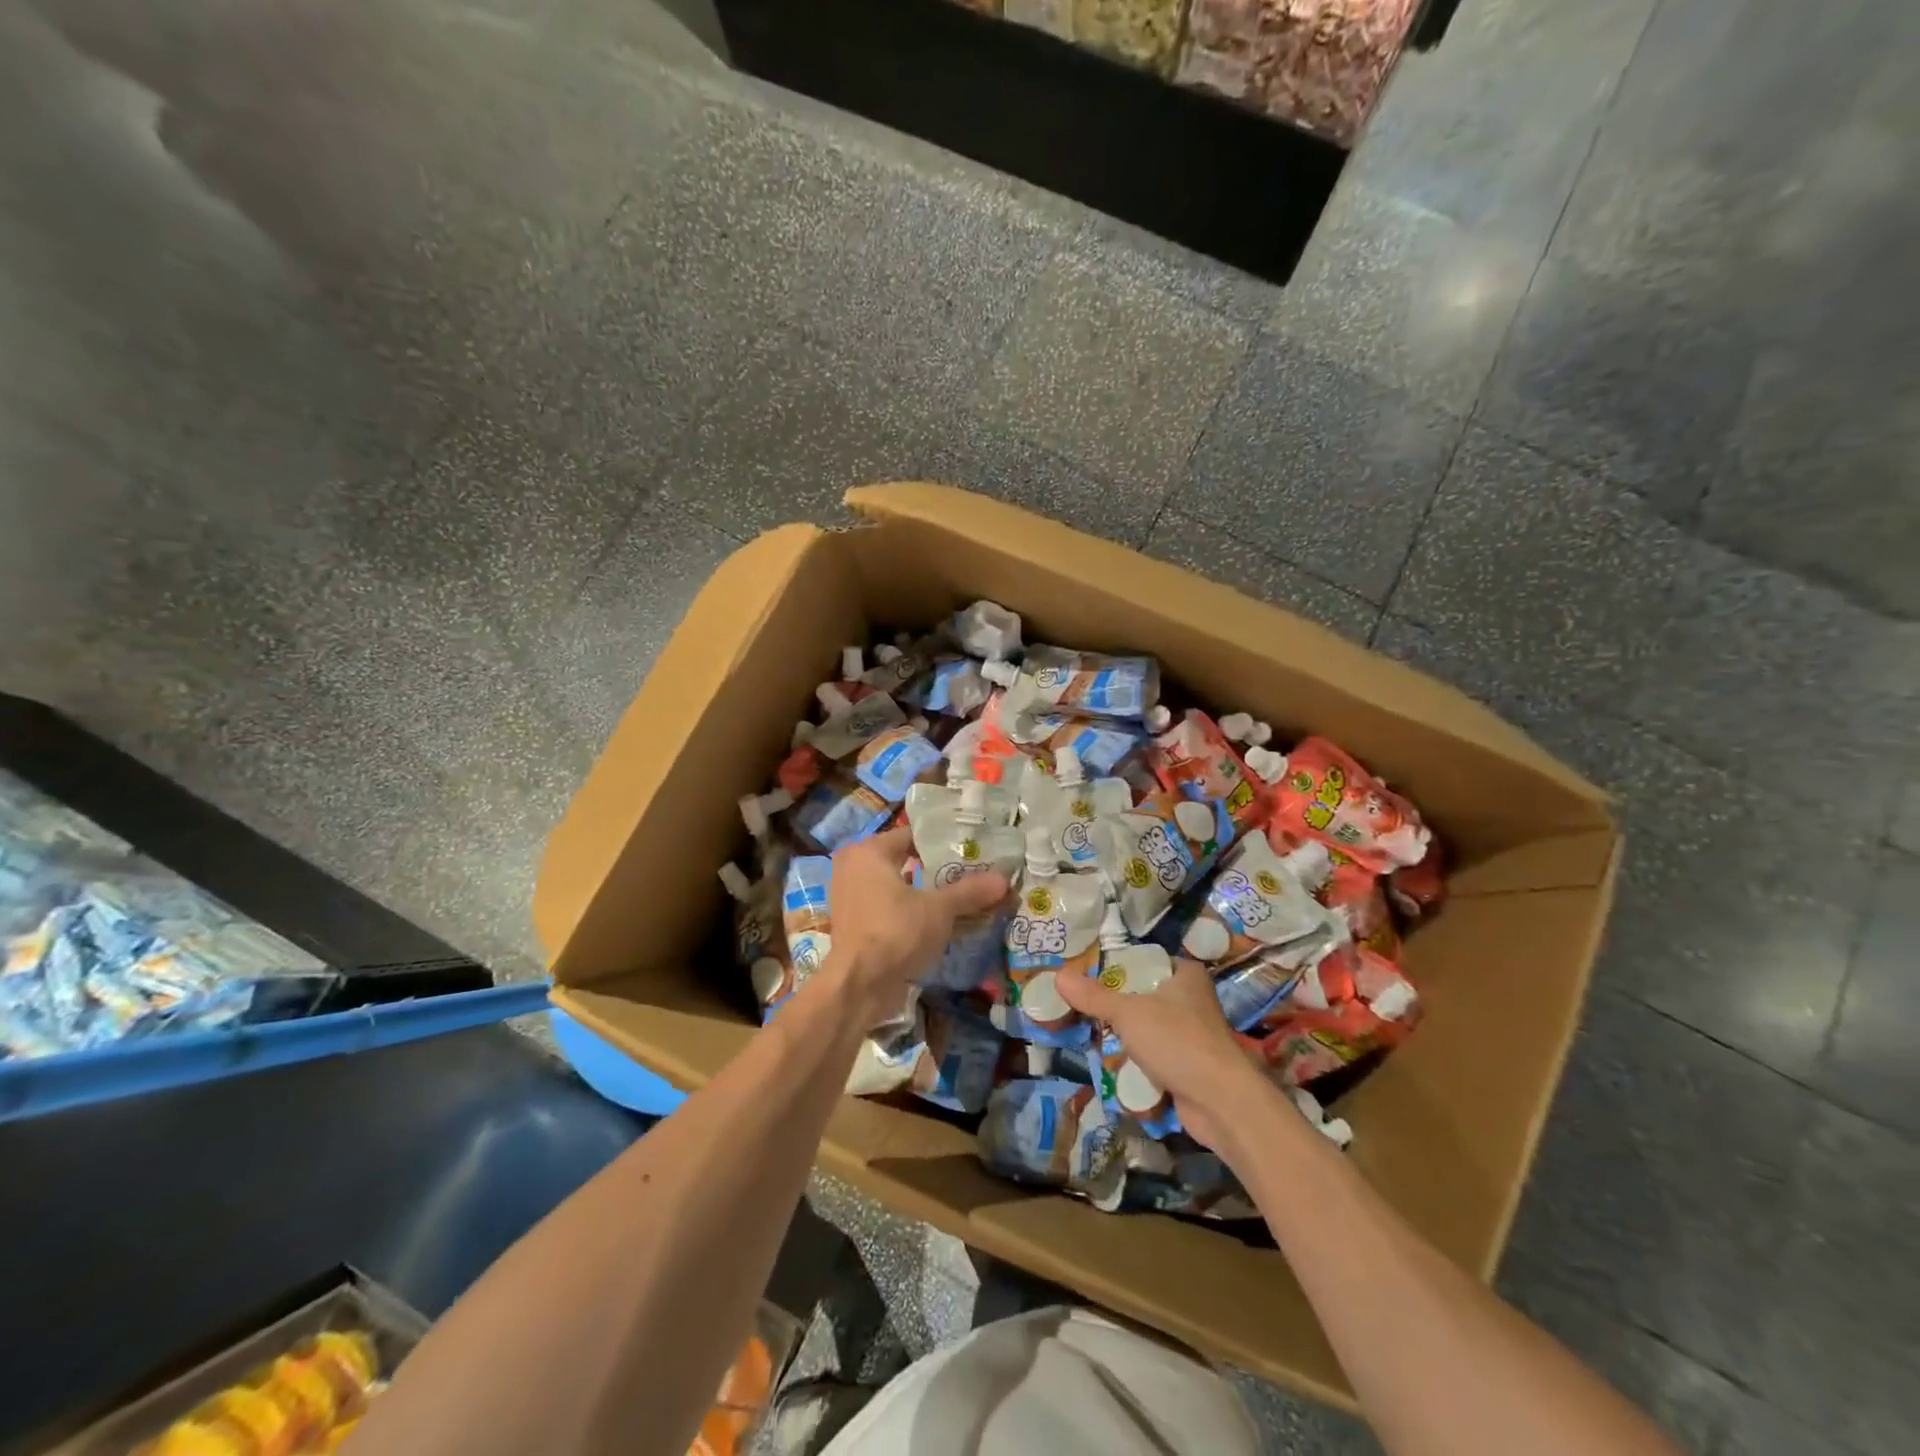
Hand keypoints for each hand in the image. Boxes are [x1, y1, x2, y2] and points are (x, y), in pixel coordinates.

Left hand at [823, 826, 1007, 1025]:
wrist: (857, 987)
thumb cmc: (895, 933)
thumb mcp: (939, 910)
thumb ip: (969, 892)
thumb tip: (1003, 879)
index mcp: (868, 852)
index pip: (912, 835)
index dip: (943, 843)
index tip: (971, 851)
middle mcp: (853, 867)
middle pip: (905, 860)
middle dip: (937, 869)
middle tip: (971, 874)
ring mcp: (850, 897)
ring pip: (897, 886)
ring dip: (925, 893)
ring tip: (961, 898)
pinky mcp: (854, 924)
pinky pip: (888, 908)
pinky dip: (910, 912)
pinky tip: (939, 922)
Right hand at [1056, 960, 1262, 1152]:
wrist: (1220, 1102)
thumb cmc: (1177, 1041)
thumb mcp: (1128, 1013)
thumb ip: (1093, 996)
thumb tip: (1057, 975)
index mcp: (1186, 975)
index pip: (1146, 961)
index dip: (1118, 967)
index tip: (1088, 974)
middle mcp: (1194, 1000)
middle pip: (1145, 996)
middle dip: (1117, 1004)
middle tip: (1082, 1005)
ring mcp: (1195, 1035)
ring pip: (1150, 1028)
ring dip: (1127, 1036)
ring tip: (1090, 1032)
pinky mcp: (1191, 1067)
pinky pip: (1157, 1057)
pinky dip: (1138, 1061)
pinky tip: (1112, 1062)